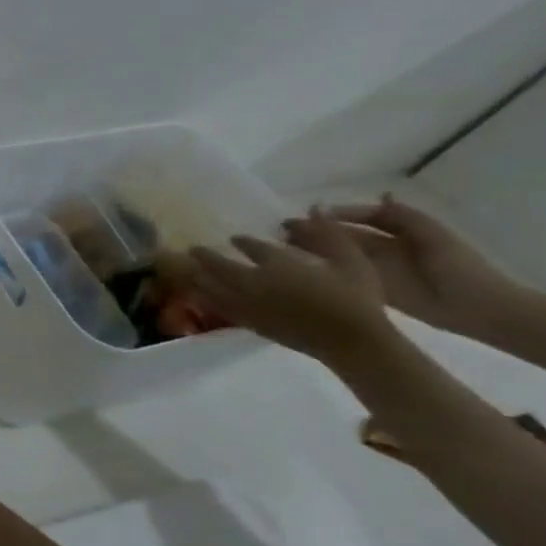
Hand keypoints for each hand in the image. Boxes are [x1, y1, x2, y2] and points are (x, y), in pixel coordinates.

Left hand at [161, 211, 398, 364]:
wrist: (352, 340)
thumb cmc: (358, 299)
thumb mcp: (352, 261)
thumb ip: (330, 234)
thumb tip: (316, 205)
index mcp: (278, 263)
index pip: (253, 247)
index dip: (242, 242)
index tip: (235, 238)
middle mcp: (255, 281)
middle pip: (220, 265)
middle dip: (205, 256)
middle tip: (192, 249)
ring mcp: (248, 303)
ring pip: (212, 286)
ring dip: (198, 276)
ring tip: (187, 270)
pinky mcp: (250, 322)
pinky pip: (220, 307)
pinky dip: (206, 299)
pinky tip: (200, 296)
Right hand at [292, 194, 514, 337]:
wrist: (476, 308)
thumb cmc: (459, 268)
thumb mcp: (436, 236)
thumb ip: (407, 217)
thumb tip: (380, 195)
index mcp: (399, 232)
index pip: (362, 217)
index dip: (339, 213)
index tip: (311, 212)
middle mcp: (382, 247)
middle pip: (344, 234)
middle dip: (316, 228)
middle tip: (285, 228)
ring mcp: (374, 268)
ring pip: (336, 252)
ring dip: (312, 247)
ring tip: (284, 244)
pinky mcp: (369, 286)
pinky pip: (339, 274)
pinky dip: (320, 268)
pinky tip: (299, 265)